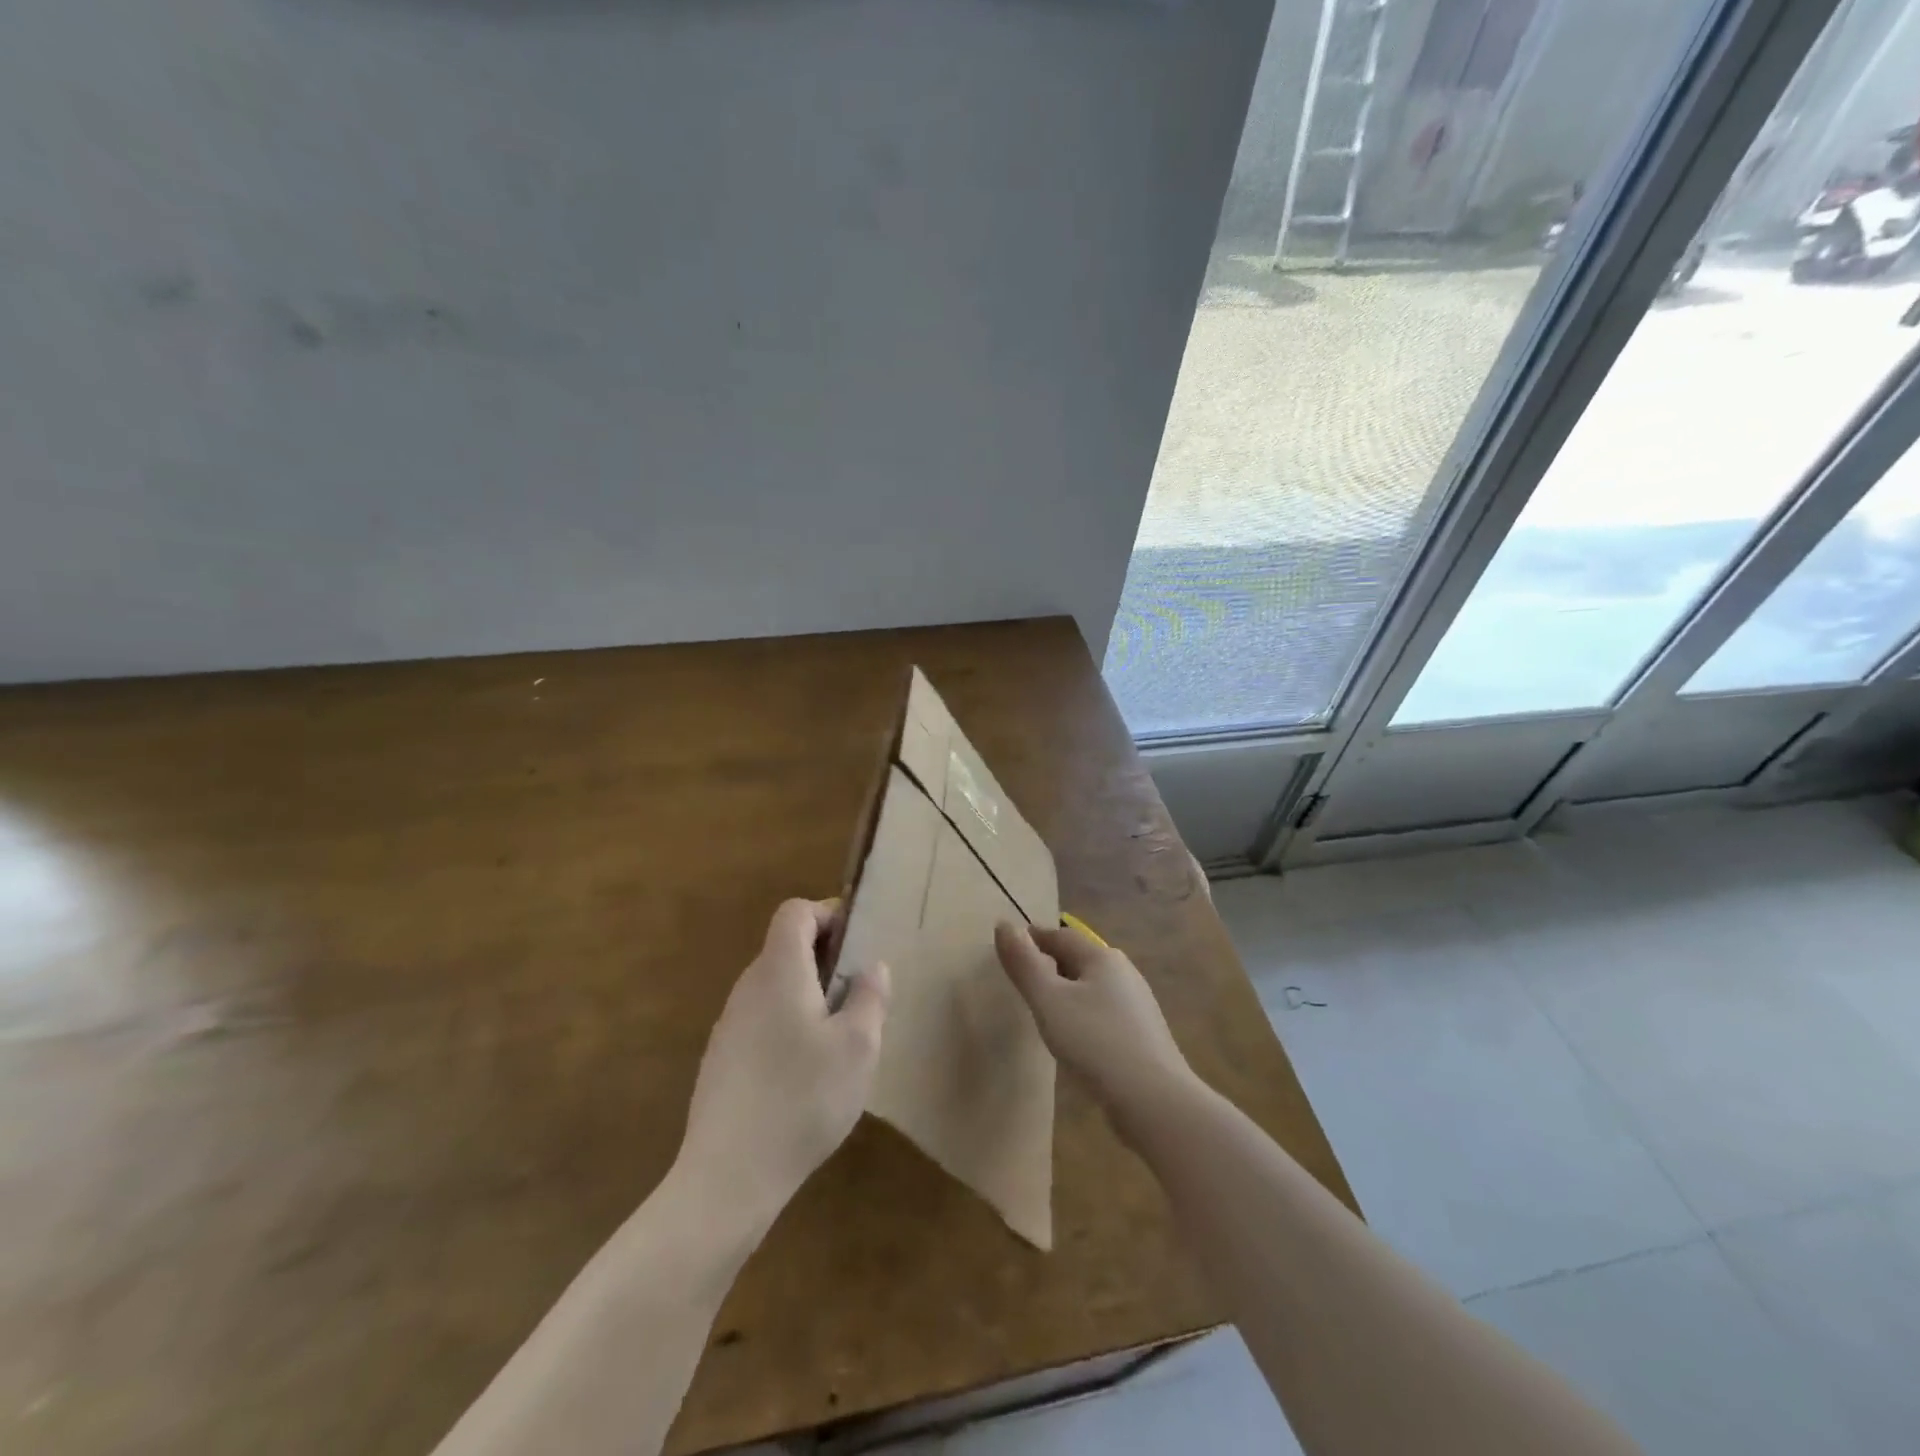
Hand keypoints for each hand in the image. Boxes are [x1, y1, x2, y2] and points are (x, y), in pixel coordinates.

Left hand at [677, 899, 889, 1226]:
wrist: (728, 1177)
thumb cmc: (802, 1099)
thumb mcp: (858, 1047)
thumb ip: (869, 997)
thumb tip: (871, 967)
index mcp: (779, 971)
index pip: (795, 912)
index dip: (828, 914)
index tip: (857, 944)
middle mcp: (748, 987)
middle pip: (785, 948)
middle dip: (825, 959)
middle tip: (859, 995)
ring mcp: (729, 1025)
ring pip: (775, 987)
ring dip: (808, 995)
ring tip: (839, 1038)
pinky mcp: (721, 1060)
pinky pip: (762, 1020)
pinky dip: (788, 1025)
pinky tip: (806, 1074)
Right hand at [994, 922, 1195, 1138]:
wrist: (1155, 1101)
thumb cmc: (1095, 1042)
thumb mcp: (1049, 1001)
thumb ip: (1024, 964)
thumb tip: (1003, 923)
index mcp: (1102, 958)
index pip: (1060, 936)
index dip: (1033, 939)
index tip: (1009, 950)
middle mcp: (1124, 973)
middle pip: (1079, 959)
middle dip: (1050, 964)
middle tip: (1022, 980)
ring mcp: (1137, 1006)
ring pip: (1093, 987)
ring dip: (1067, 991)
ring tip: (1042, 1010)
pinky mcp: (1142, 1037)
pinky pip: (1104, 1014)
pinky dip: (1083, 1016)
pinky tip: (1074, 1039)